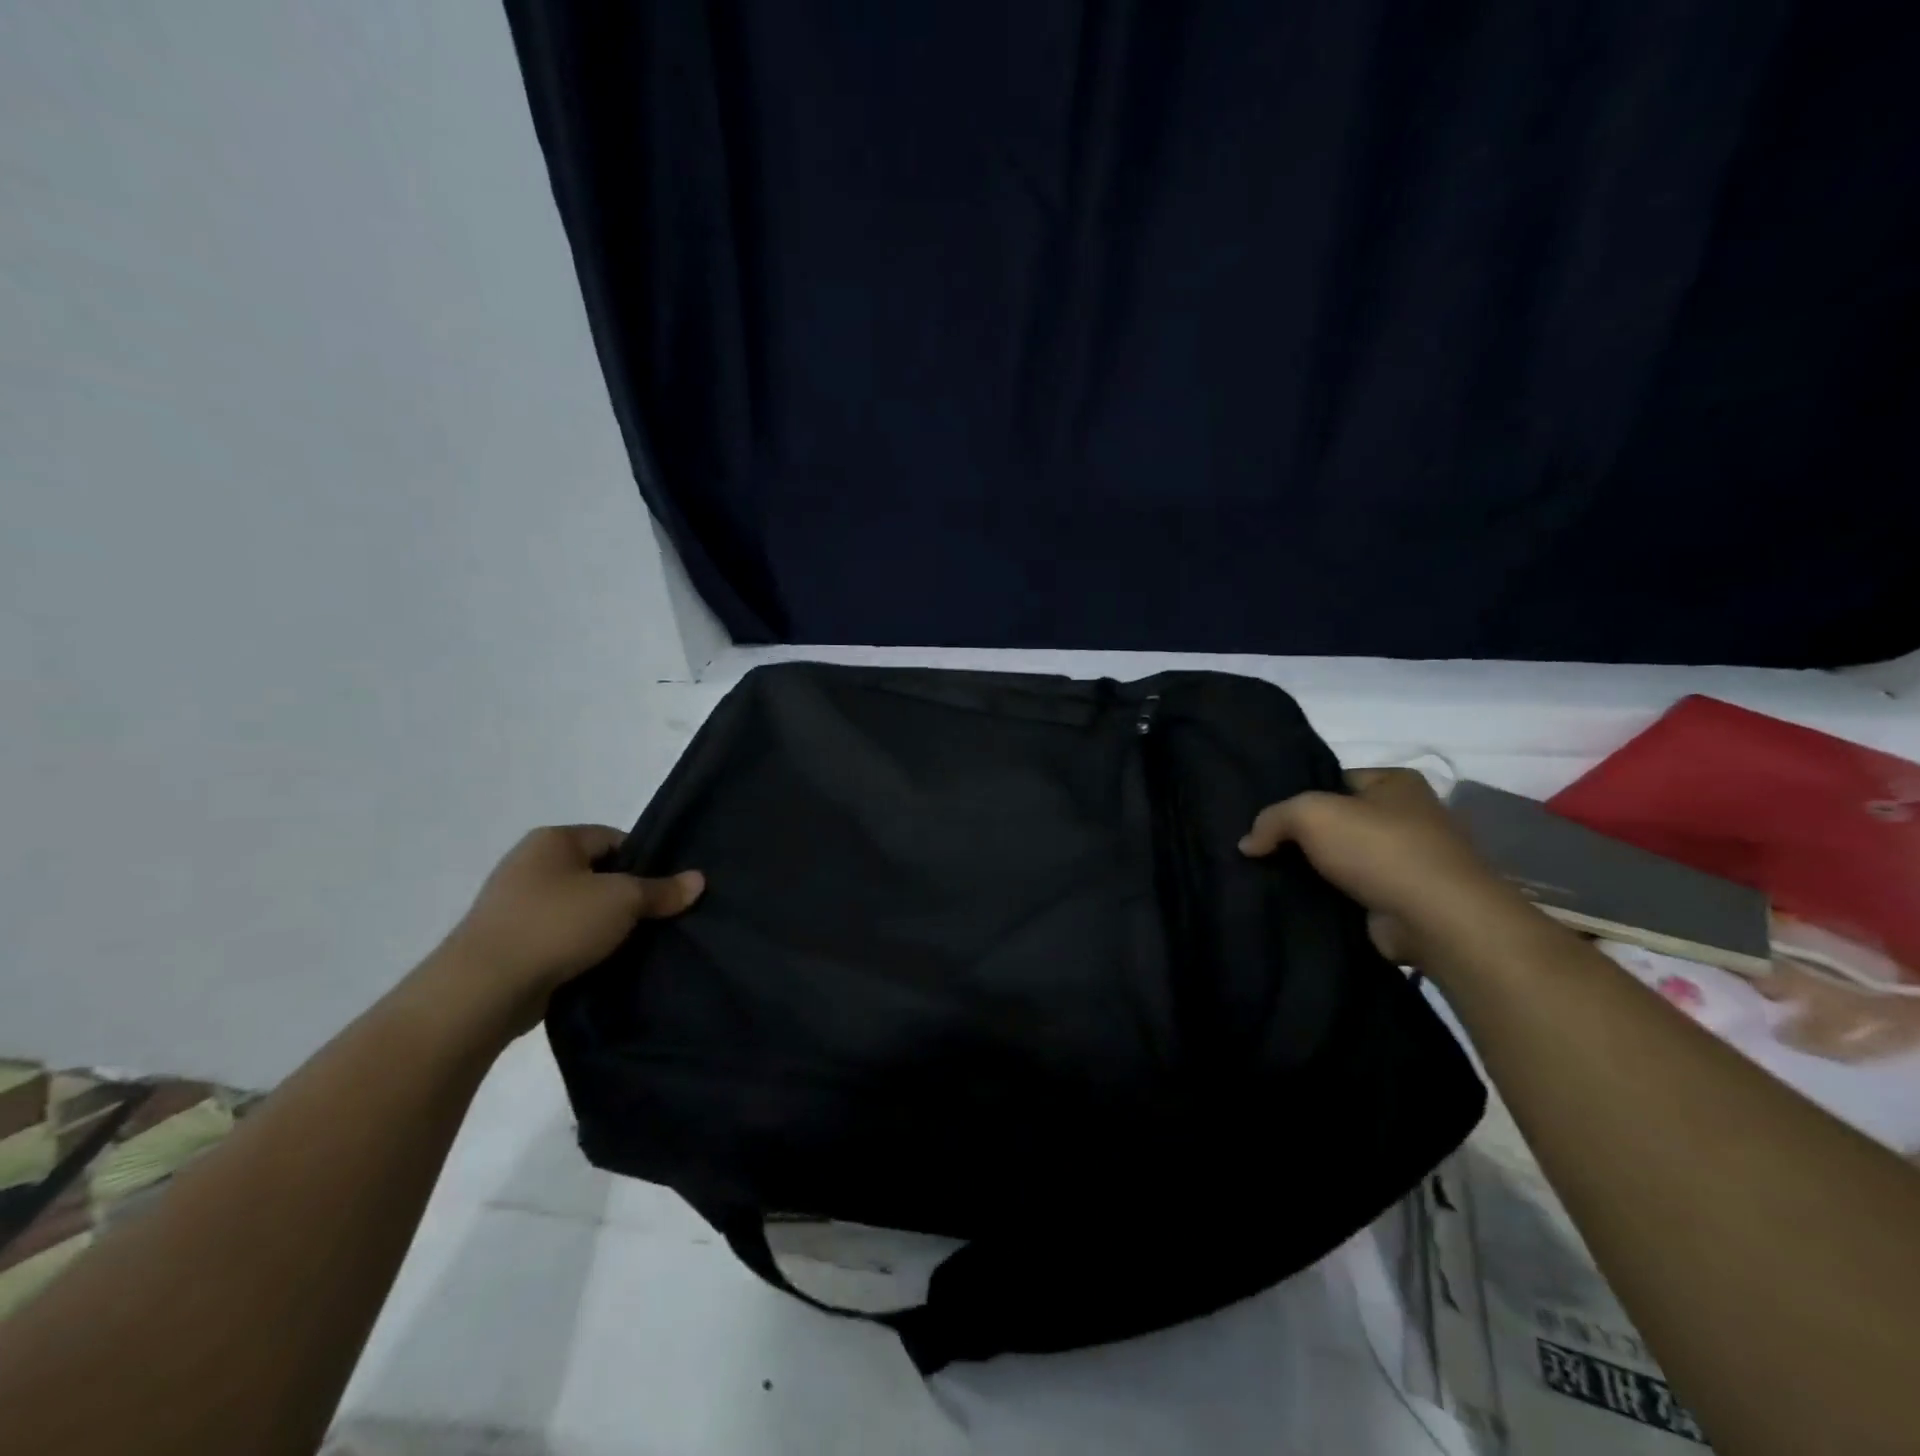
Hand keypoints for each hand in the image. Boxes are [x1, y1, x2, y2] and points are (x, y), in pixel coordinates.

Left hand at [424, 826, 702, 1036]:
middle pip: (597, 874)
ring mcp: (515, 905)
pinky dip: (580, 947)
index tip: (664, 891)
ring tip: (632, 945)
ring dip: (603, 925)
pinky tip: (601, 964)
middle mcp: (530, 864)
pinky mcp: (509, 942)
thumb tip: (699, 880)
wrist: (482, 989)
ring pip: (579, 908)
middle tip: (656, 919)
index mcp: (553, 840)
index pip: (614, 839)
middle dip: (626, 896)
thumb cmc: (556, 925)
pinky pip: (559, 936)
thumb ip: (662, 890)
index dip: (644, 862)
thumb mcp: (622, 901)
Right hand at [1238, 768, 1514, 964]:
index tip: (1266, 817)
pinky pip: (1355, 892)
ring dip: (1316, 870)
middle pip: (1338, 821)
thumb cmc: (1380, 848)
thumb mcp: (1311, 814)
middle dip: (1303, 836)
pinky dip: (1331, 897)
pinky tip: (1298, 902)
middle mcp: (1410, 816)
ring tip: (1270, 877)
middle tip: (1261, 848)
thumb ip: (1272, 819)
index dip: (1298, 795)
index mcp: (1397, 782)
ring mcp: (1412, 861)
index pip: (1334, 780)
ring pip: (1344, 859)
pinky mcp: (1406, 900)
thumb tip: (1248, 843)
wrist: (1439, 920)